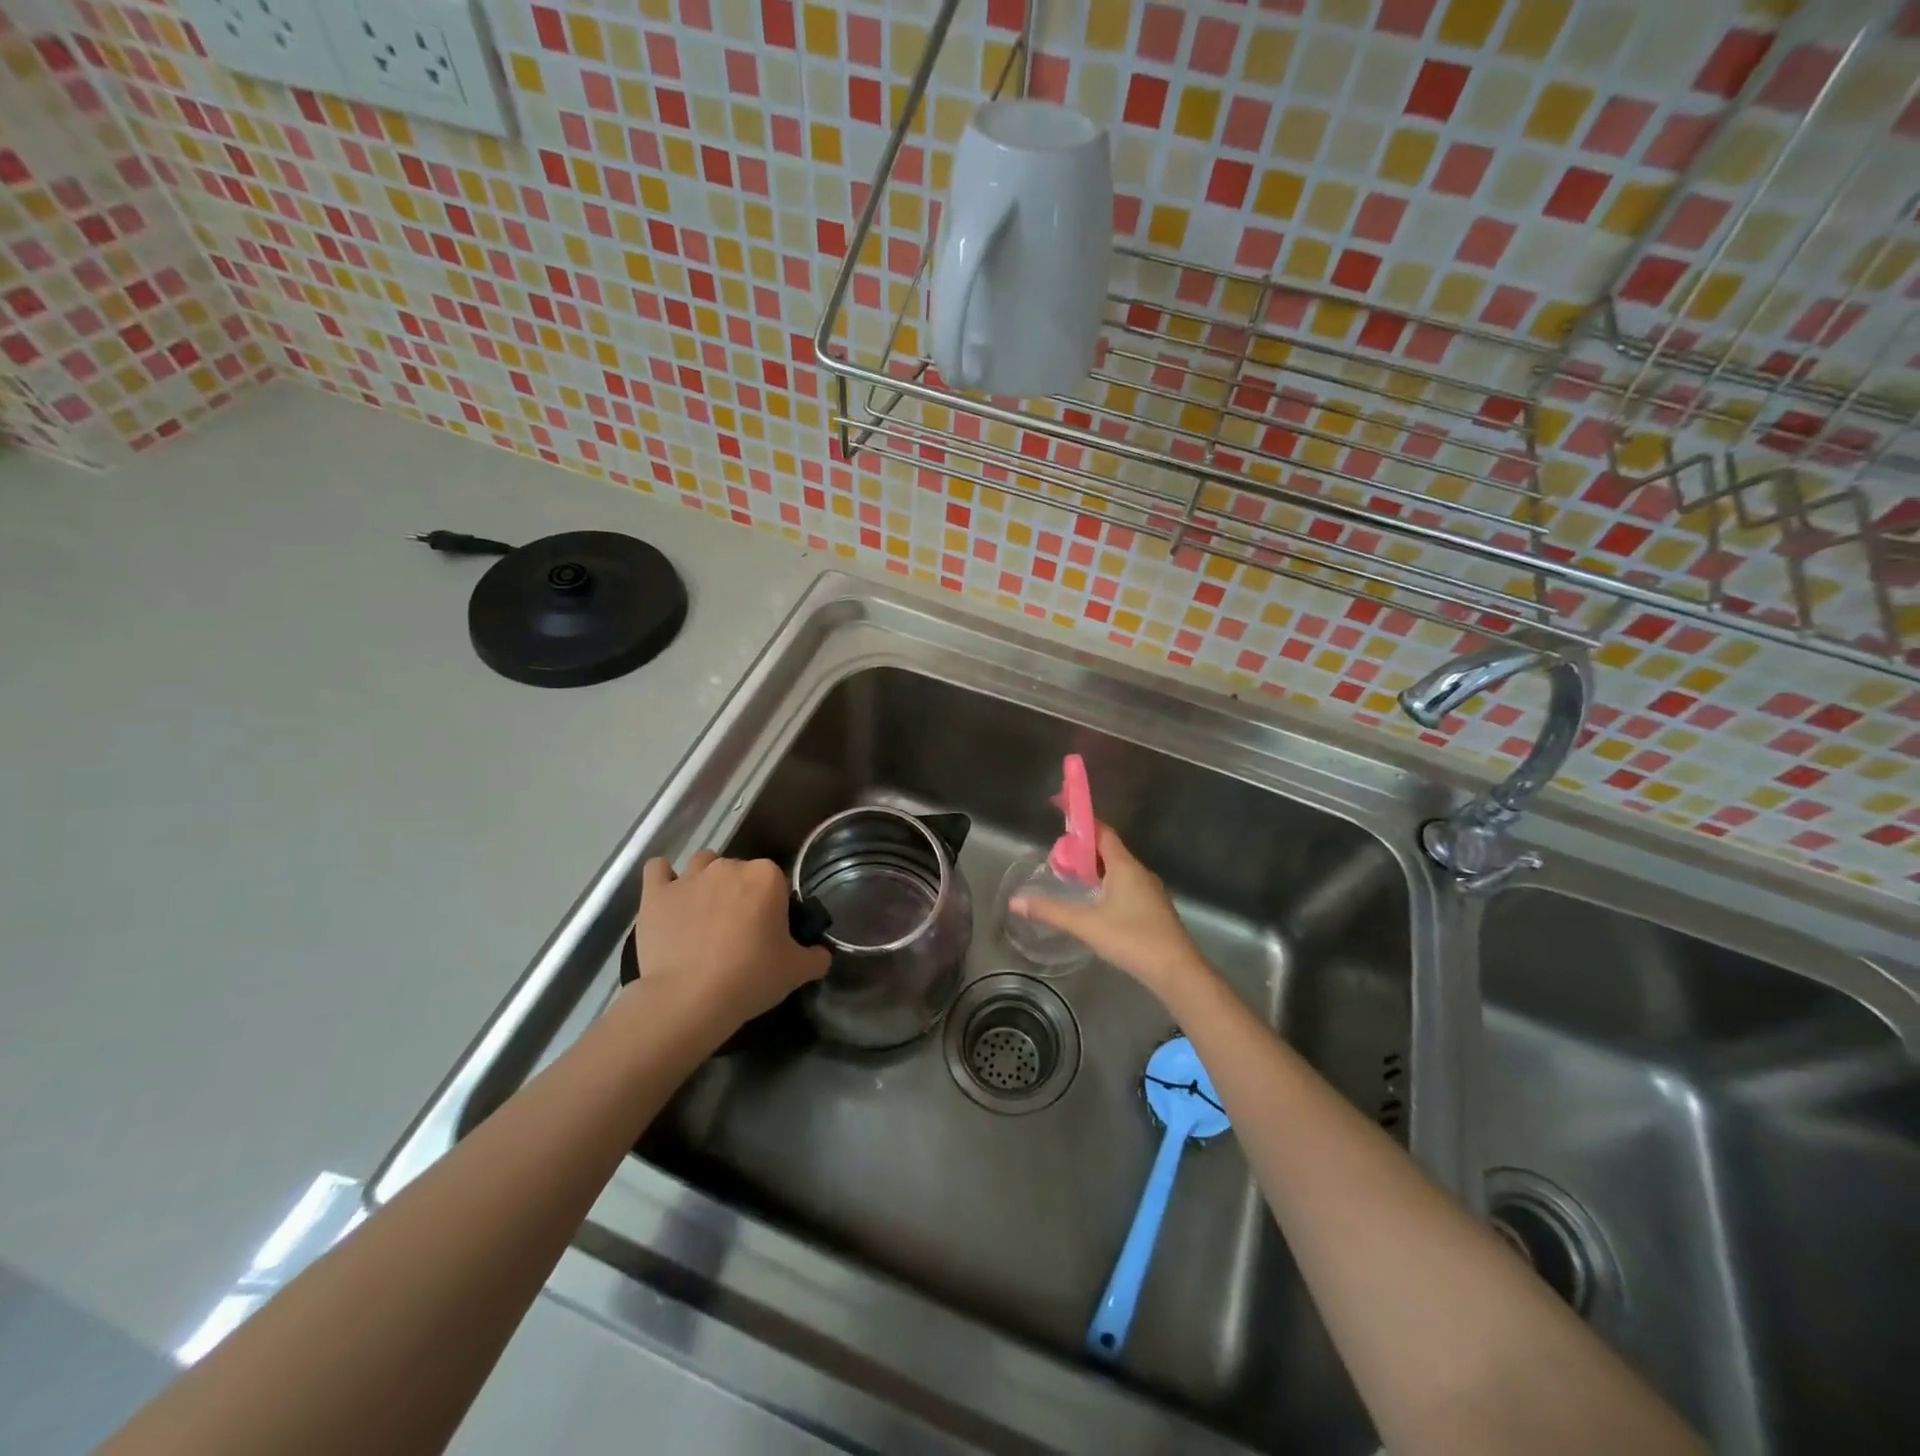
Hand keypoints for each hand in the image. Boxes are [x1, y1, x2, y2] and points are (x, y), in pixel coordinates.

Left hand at [632, 851, 829, 1038]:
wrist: (689, 999)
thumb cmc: (750, 978)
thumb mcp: (796, 972)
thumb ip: (816, 956)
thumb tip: (820, 953)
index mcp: (766, 876)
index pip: (776, 880)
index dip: (774, 905)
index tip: (770, 931)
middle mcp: (728, 866)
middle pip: (739, 870)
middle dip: (741, 893)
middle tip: (739, 931)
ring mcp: (689, 877)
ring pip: (703, 864)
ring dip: (707, 881)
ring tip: (705, 914)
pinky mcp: (655, 893)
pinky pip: (657, 869)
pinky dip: (664, 878)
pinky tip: (669, 895)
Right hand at [1011, 823, 1208, 1001]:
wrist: (1177, 971)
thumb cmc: (1132, 939)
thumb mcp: (1086, 924)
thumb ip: (1050, 911)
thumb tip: (1015, 901)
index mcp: (1124, 866)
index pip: (1102, 831)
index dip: (1081, 823)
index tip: (1060, 817)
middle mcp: (1139, 872)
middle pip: (1108, 849)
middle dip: (1082, 850)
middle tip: (1057, 859)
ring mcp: (1149, 890)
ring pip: (1117, 869)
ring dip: (1095, 869)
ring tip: (1071, 880)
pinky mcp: (1153, 909)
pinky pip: (1126, 885)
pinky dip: (1106, 885)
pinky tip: (1094, 904)